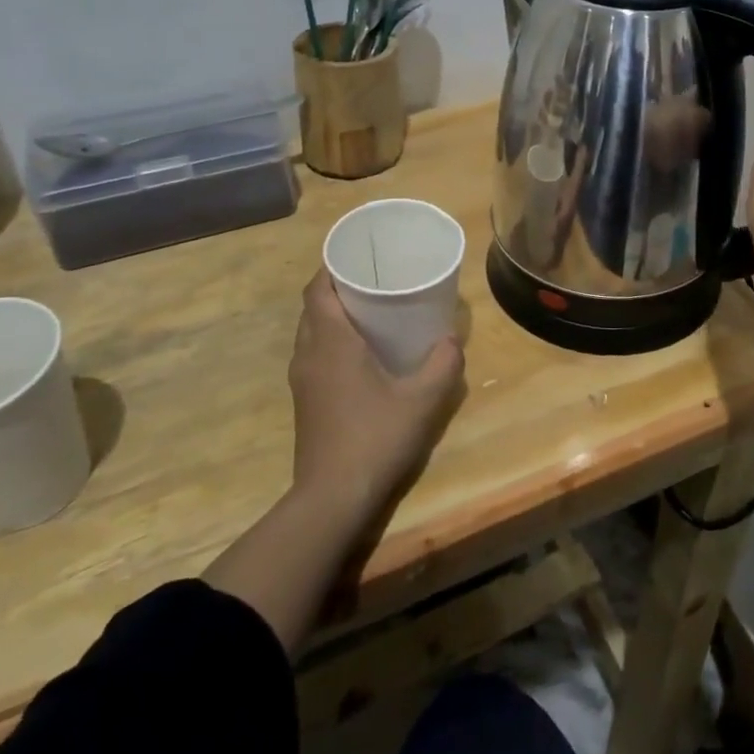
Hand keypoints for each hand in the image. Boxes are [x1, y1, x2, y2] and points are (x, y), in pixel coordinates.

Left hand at [288, 271, 464, 520]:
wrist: (332, 497)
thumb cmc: (375, 437)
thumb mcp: (422, 400)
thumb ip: (443, 364)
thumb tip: (451, 339)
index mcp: (331, 342)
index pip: (317, 289)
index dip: (332, 266)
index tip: (359, 256)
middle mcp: (308, 354)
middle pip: (314, 307)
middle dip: (338, 288)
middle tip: (375, 281)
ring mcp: (302, 380)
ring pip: (311, 332)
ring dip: (333, 317)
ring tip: (370, 313)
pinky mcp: (304, 401)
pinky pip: (313, 355)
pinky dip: (331, 342)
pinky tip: (361, 356)